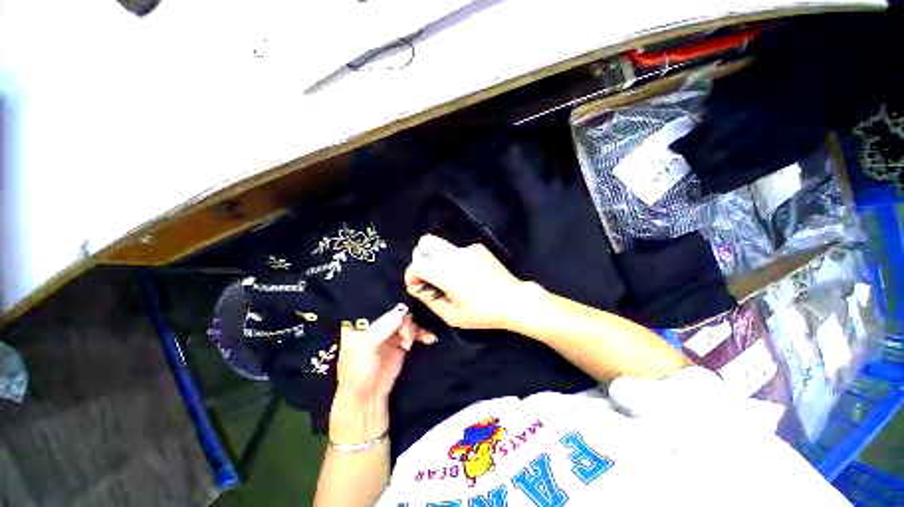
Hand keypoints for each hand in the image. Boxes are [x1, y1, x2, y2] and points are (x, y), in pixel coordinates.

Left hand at [331, 304, 435, 443]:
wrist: (368, 402)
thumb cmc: (358, 374)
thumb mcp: (364, 350)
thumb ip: (381, 329)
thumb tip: (401, 311)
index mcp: (361, 323)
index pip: (377, 303)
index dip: (391, 300)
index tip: (404, 302)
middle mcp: (376, 325)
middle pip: (396, 311)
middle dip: (405, 318)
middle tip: (407, 332)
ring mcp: (390, 334)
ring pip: (407, 321)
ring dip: (414, 327)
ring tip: (411, 340)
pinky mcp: (402, 344)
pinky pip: (415, 333)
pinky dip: (422, 334)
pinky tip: (428, 338)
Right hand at [404, 235, 529, 329]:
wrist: (513, 300)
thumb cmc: (483, 313)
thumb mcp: (452, 315)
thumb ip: (430, 300)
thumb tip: (418, 287)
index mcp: (446, 272)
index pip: (416, 264)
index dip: (411, 276)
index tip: (417, 287)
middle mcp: (454, 254)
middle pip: (425, 242)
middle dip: (420, 258)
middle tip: (428, 276)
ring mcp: (467, 248)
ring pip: (441, 244)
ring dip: (436, 258)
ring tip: (447, 276)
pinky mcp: (478, 247)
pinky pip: (457, 249)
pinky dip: (454, 259)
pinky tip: (467, 274)